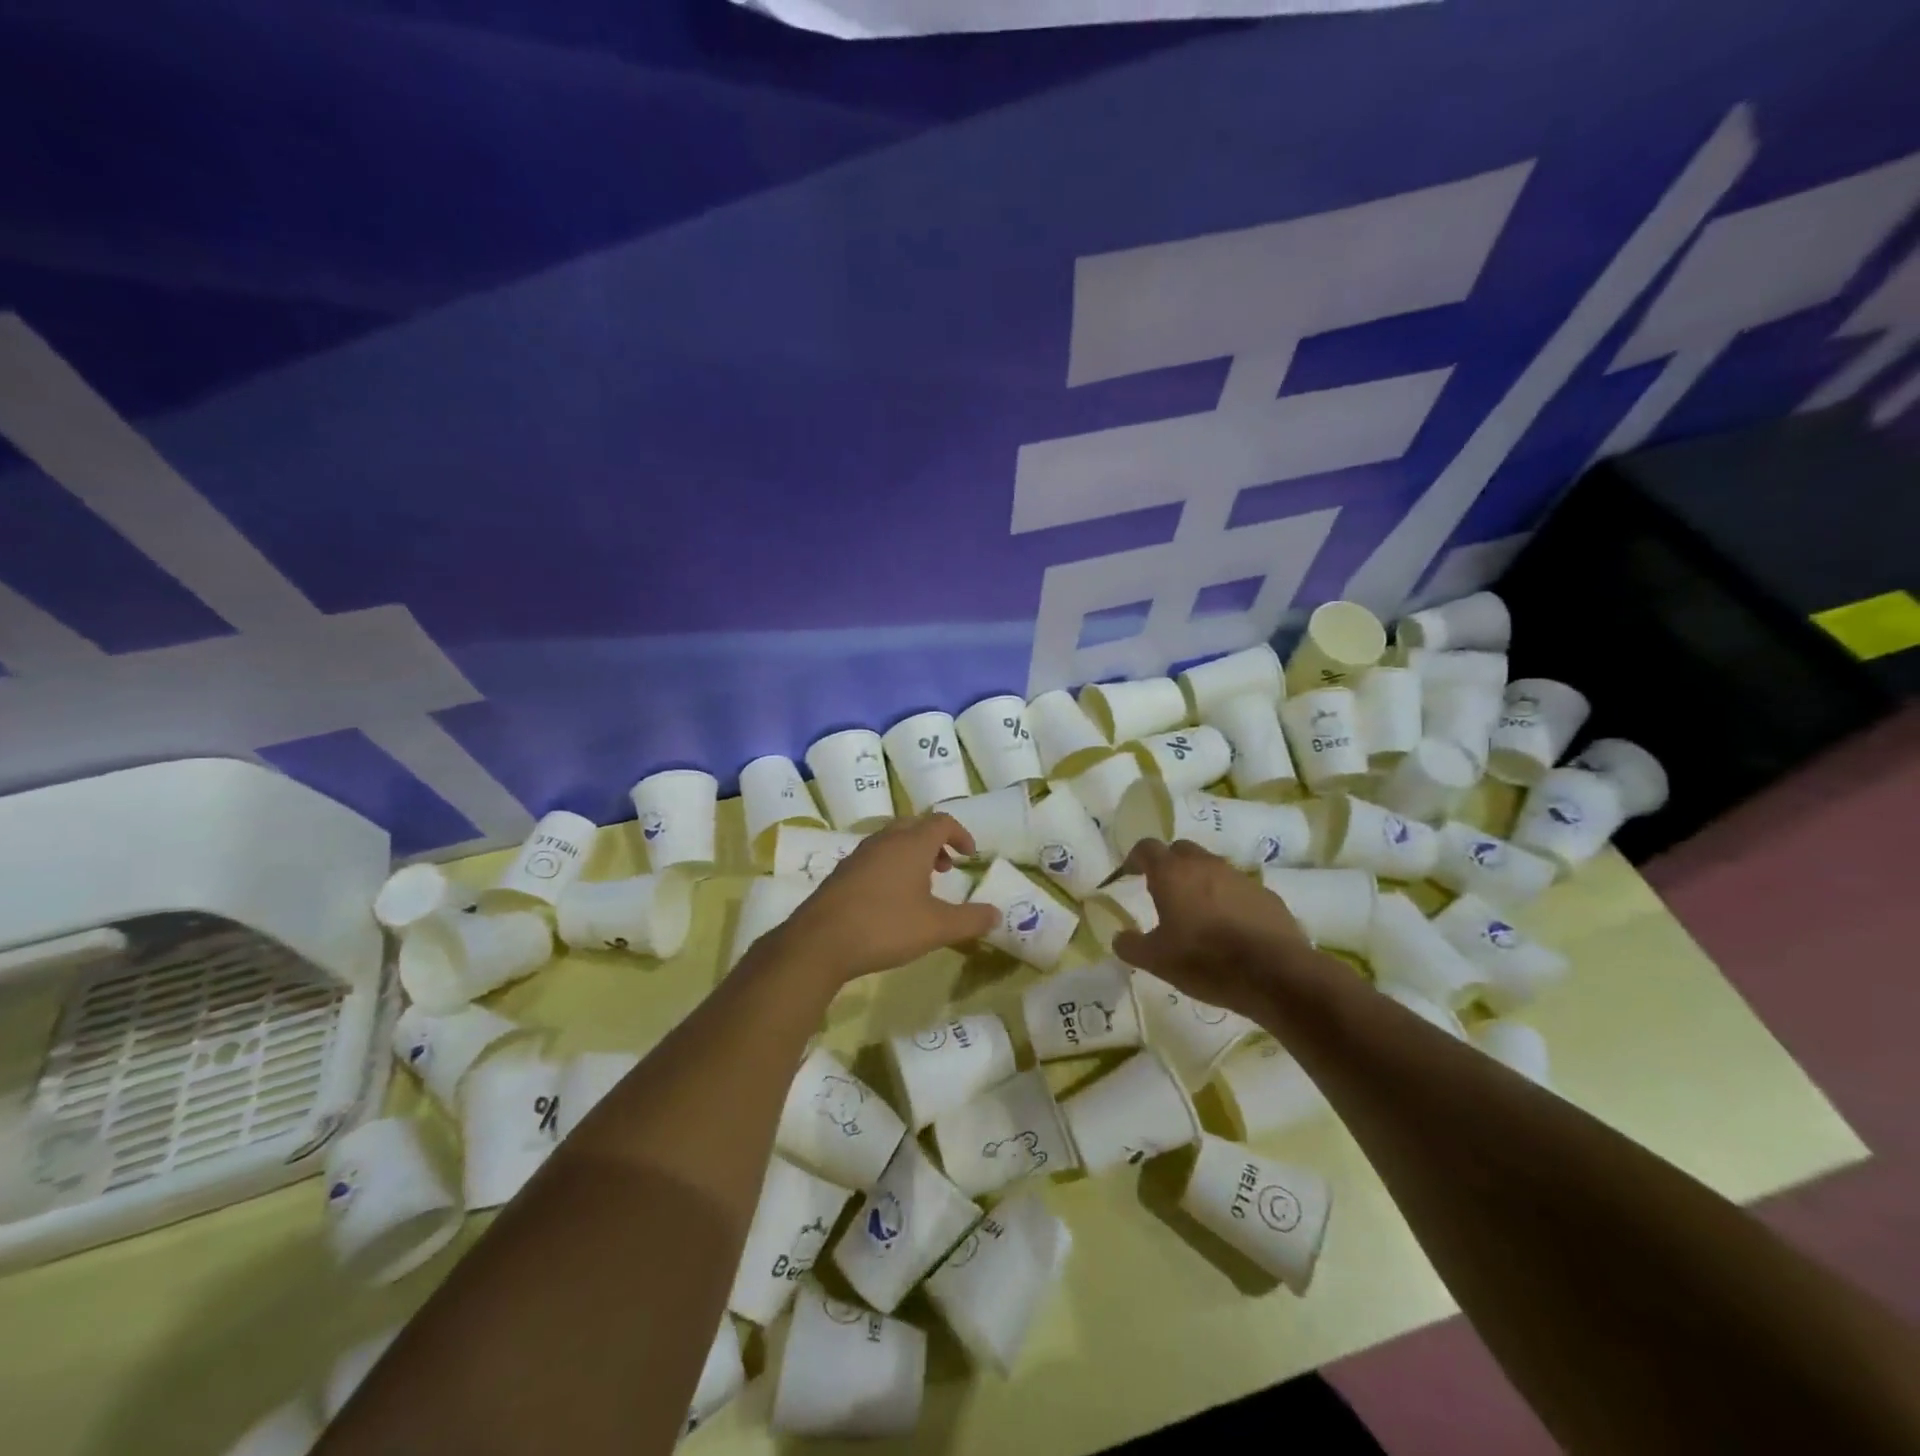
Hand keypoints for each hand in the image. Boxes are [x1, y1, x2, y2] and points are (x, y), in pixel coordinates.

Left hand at [772, 813, 998, 983]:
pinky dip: (890, 866)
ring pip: (892, 840)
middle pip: (914, 825)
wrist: (820, 941)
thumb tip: (997, 914)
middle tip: (946, 867)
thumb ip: (970, 920)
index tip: (970, 855)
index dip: (960, 834)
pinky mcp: (842, 873)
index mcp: (911, 844)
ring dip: (911, 853)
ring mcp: (859, 855)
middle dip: (935, 841)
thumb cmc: (885, 926)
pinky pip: (874, 857)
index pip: (941, 822)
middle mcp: (885, 840)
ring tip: (920, 885)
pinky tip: (890, 900)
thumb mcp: (937, 928)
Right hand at [1112, 838, 1325, 1020]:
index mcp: (1172, 873)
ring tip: (1198, 913)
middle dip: (1169, 864)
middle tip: (1163, 891)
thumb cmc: (1204, 960)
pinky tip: (1231, 929)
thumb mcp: (1156, 960)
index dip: (1135, 858)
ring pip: (1212, 868)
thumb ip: (1131, 945)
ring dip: (1201, 882)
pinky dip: (1229, 900)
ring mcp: (1240, 878)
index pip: (1147, 847)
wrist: (1274, 974)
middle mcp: (1205, 865)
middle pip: (1181, 850)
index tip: (1130, 873)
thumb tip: (1119, 937)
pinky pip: (1240, 890)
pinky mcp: (1267, 895)